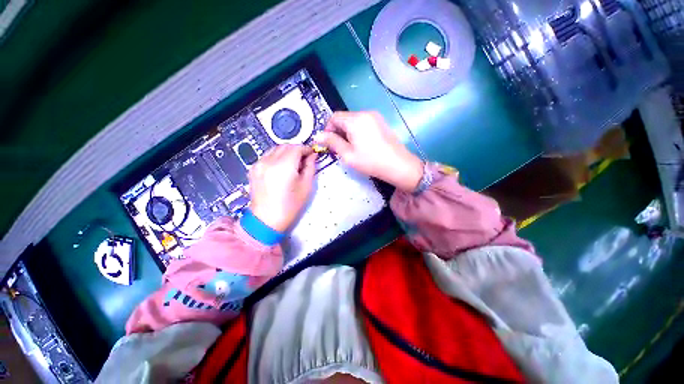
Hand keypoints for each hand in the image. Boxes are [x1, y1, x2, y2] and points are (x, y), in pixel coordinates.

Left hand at [249, 145, 316, 231]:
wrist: (267, 220)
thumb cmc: (290, 206)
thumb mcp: (306, 187)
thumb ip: (310, 167)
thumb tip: (312, 155)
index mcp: (284, 166)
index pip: (297, 147)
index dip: (306, 149)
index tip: (312, 154)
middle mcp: (269, 161)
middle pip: (286, 146)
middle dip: (297, 150)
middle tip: (304, 160)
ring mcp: (259, 164)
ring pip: (276, 149)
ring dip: (286, 152)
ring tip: (293, 165)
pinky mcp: (253, 168)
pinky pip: (268, 156)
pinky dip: (276, 157)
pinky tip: (281, 169)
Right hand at [317, 111, 422, 191]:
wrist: (398, 165)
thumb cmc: (371, 161)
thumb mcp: (348, 154)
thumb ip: (332, 142)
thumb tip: (317, 136)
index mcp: (355, 119)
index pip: (334, 117)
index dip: (328, 129)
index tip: (328, 143)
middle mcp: (365, 113)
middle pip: (344, 118)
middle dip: (338, 131)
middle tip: (339, 148)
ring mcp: (375, 116)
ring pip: (353, 121)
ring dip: (347, 132)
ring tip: (350, 148)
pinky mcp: (381, 122)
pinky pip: (363, 123)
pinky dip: (357, 131)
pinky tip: (361, 145)